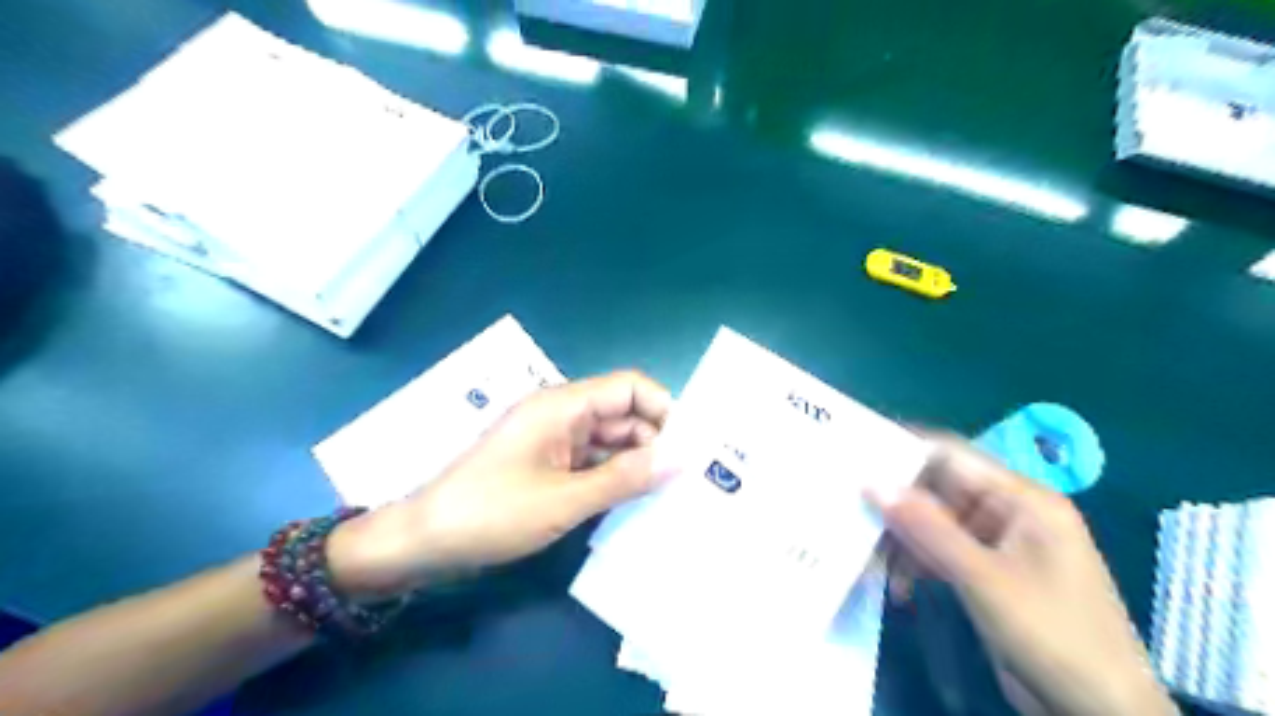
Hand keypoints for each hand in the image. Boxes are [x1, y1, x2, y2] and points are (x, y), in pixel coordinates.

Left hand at [324, 371, 675, 601]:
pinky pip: (591, 461)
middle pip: (622, 413)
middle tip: (685, 478)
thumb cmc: (492, 513)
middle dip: (655, 439)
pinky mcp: (546, 464)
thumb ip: (626, 478)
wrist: (424, 541)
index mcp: (562, 405)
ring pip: (609, 439)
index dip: (663, 408)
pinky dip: (612, 475)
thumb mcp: (565, 499)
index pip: (629, 386)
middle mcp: (560, 414)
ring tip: (668, 492)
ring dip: (635, 461)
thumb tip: (681, 459)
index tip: (690, 445)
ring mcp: (552, 440)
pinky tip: (633, 500)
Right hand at [866, 436, 1172, 715]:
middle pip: (941, 491)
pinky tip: (898, 584)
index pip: (952, 456)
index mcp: (1022, 499)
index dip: (904, 452)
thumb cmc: (1052, 634)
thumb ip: (926, 527)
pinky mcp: (991, 573)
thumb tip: (872, 483)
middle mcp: (1010, 513)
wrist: (1103, 714)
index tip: (856, 456)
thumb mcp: (982, 578)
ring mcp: (1000, 544)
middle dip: (898, 503)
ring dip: (905, 540)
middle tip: (852, 510)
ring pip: (937, 524)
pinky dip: (919, 564)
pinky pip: (944, 552)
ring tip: (871, 559)